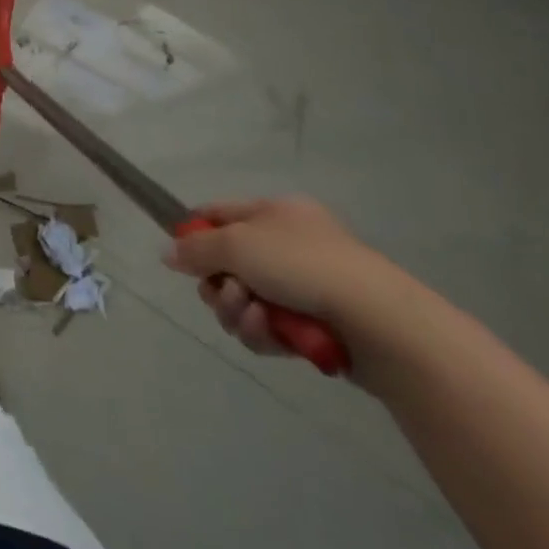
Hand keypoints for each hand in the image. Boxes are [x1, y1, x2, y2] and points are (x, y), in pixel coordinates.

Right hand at [164, 197, 417, 363]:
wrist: (379, 322)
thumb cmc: (302, 265)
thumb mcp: (236, 244)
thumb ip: (195, 248)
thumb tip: (169, 254)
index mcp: (275, 213)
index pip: (218, 214)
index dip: (195, 234)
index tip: (184, 258)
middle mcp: (288, 245)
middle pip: (227, 264)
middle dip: (218, 284)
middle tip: (226, 294)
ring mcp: (305, 287)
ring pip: (244, 300)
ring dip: (238, 311)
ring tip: (254, 317)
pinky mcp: (316, 326)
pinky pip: (269, 328)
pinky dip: (263, 332)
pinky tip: (272, 336)